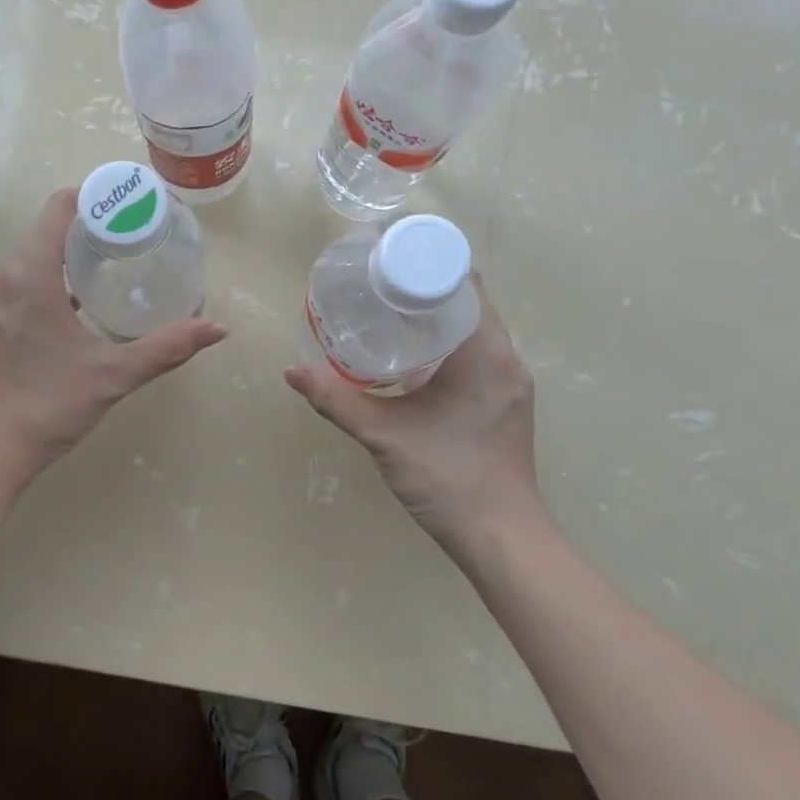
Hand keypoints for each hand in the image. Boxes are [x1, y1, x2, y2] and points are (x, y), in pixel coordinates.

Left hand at [0, 188, 226, 489]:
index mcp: (28, 275)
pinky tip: (77, 310)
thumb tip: (218, 329)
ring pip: (31, 263)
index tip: (129, 205)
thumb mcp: (112, 374)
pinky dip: (50, 285)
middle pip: (46, 233)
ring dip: (68, 259)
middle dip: (89, 229)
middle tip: (133, 239)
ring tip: (111, 270)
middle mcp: (1, 279)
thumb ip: (166, 347)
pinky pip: (20, 288)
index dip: (94, 197)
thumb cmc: (45, 405)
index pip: (58, 208)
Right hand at [285, 277, 544, 578]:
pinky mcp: (502, 403)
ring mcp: (508, 383)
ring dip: (433, 319)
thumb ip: (337, 401)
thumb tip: (292, 371)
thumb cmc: (449, 479)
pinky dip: (443, 346)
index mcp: (487, 353)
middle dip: (422, 289)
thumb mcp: (386, 436)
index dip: (427, 264)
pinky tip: (409, 359)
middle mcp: (506, 359)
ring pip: (470, 331)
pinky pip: (474, 355)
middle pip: (465, 304)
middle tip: (374, 286)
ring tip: (385, 316)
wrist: (501, 540)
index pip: (464, 284)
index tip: (386, 259)